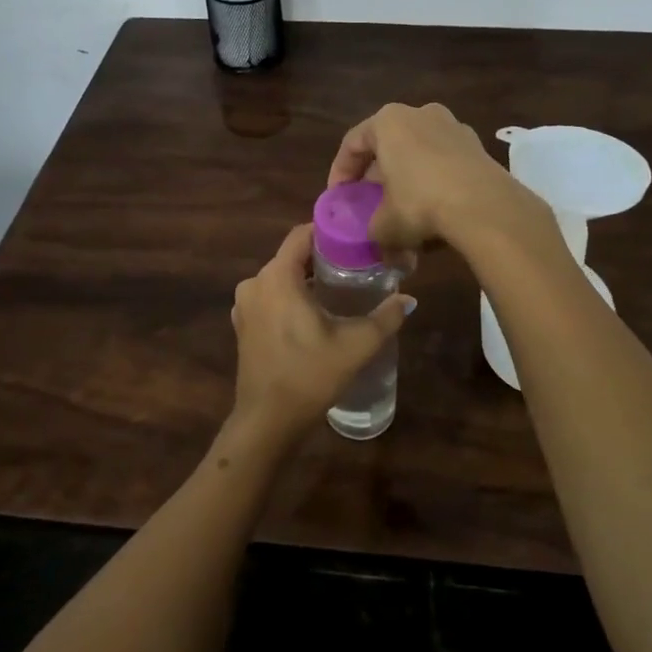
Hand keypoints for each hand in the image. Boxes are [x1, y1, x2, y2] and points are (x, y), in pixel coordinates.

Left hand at [229, 224, 413, 448]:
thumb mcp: (355, 345)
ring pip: (280, 278)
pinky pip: (270, 297)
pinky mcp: (243, 325)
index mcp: (277, 277)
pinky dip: (290, 297)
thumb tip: (408, 299)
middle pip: (292, 256)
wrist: (267, 421)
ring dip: (306, 279)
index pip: (301, 234)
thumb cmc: (310, 375)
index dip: (328, 230)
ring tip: (340, 288)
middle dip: (322, 257)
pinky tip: (314, 313)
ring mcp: (244, 305)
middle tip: (356, 264)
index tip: (355, 236)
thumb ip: (385, 317)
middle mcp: (255, 282)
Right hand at [326, 102, 547, 252]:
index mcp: (388, 121)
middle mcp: (420, 113)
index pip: (353, 143)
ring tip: (403, 211)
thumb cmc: (420, 204)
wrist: (485, 207)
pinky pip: (445, 163)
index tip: (338, 198)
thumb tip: (381, 245)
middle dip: (377, 177)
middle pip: (388, 145)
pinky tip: (435, 212)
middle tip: (370, 204)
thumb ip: (373, 230)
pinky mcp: (478, 146)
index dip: (340, 173)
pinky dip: (435, 182)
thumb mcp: (384, 225)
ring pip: (419, 153)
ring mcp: (454, 126)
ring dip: (408, 179)